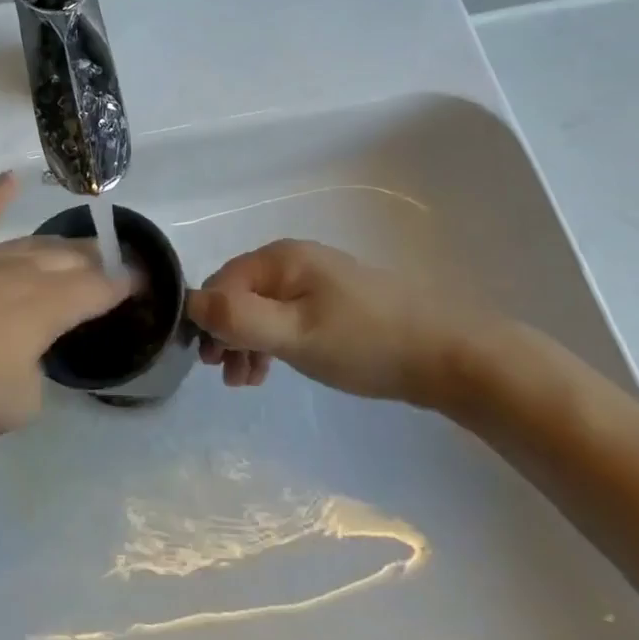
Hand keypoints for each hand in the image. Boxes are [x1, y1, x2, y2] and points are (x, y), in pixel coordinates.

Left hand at [0, 174, 131, 436]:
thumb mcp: (12, 406)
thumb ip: (32, 385)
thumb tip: (25, 367)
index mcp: (49, 307)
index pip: (100, 289)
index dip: (125, 285)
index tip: (142, 281)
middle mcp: (24, 272)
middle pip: (71, 260)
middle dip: (98, 261)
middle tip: (114, 263)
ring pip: (34, 243)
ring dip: (60, 244)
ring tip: (79, 244)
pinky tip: (8, 178)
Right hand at [187, 239, 484, 403]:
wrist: (448, 354)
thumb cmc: (365, 342)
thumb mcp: (295, 334)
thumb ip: (240, 319)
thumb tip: (190, 302)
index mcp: (280, 258)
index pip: (222, 282)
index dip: (208, 319)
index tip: (209, 362)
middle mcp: (293, 260)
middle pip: (240, 293)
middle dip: (227, 333)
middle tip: (226, 376)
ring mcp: (316, 278)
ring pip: (262, 307)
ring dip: (247, 341)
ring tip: (247, 380)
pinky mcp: (333, 301)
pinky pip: (286, 315)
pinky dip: (272, 340)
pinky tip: (273, 367)